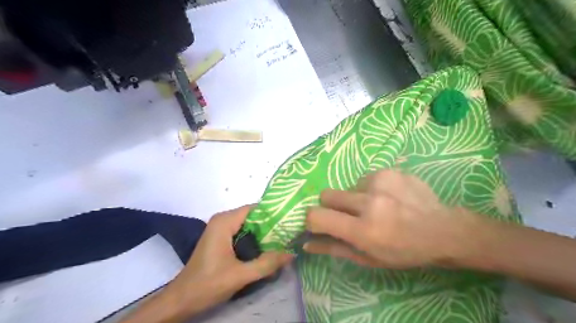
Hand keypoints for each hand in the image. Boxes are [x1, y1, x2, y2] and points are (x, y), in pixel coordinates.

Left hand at [169, 204, 289, 309]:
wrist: (181, 299)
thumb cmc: (208, 284)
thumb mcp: (240, 275)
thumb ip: (267, 264)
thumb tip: (292, 253)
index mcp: (225, 222)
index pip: (255, 208)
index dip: (273, 214)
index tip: (289, 222)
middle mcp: (222, 220)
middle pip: (252, 216)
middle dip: (270, 224)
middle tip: (289, 233)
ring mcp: (220, 228)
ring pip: (248, 224)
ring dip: (263, 232)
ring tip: (282, 240)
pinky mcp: (220, 238)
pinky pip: (242, 231)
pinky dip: (254, 238)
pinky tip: (267, 247)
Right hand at [306, 170, 476, 268]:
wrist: (444, 231)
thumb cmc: (405, 252)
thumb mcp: (369, 258)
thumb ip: (335, 249)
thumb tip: (306, 244)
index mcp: (363, 229)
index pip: (317, 216)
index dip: (313, 220)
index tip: (321, 224)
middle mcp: (369, 202)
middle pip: (327, 194)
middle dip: (332, 206)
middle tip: (350, 216)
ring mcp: (381, 182)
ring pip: (348, 186)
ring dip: (355, 197)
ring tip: (377, 207)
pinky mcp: (391, 170)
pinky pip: (366, 178)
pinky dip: (371, 188)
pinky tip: (389, 197)